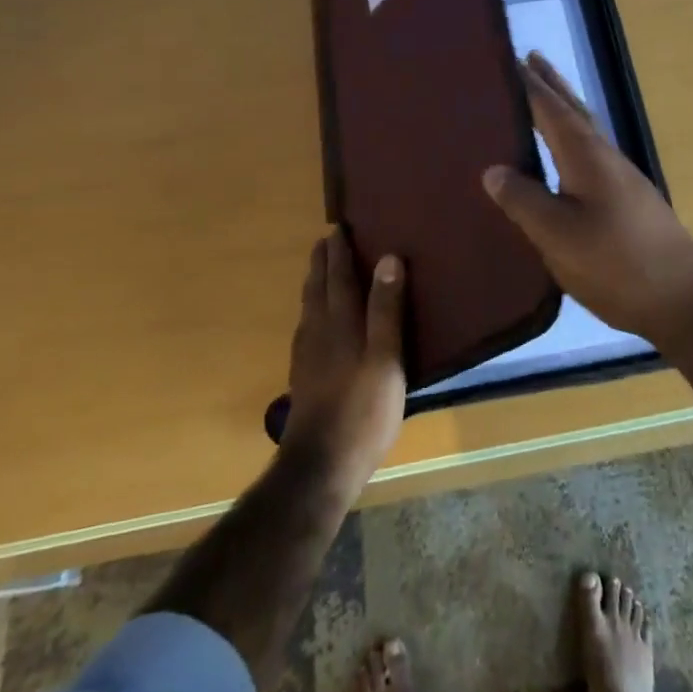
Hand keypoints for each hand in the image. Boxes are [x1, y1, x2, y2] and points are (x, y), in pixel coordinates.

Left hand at [281, 230, 406, 492]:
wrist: (321, 464)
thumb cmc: (363, 409)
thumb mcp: (386, 357)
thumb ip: (386, 308)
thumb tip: (388, 258)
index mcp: (341, 323)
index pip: (339, 277)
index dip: (339, 252)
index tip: (337, 227)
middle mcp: (319, 332)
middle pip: (318, 288)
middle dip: (322, 263)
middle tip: (324, 241)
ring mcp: (308, 356)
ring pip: (308, 308)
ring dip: (314, 283)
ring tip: (318, 271)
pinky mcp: (304, 377)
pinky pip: (306, 328)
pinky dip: (311, 311)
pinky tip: (313, 323)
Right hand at [482, 53, 692, 346]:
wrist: (685, 300)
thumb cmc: (616, 262)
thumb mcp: (557, 234)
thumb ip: (523, 200)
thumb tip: (492, 170)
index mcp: (585, 155)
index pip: (551, 108)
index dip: (529, 85)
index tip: (510, 57)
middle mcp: (605, 157)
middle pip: (575, 110)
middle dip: (552, 86)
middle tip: (530, 60)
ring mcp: (622, 180)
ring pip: (587, 132)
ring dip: (564, 111)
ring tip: (542, 102)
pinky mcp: (629, 203)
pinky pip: (592, 156)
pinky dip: (572, 142)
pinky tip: (565, 162)